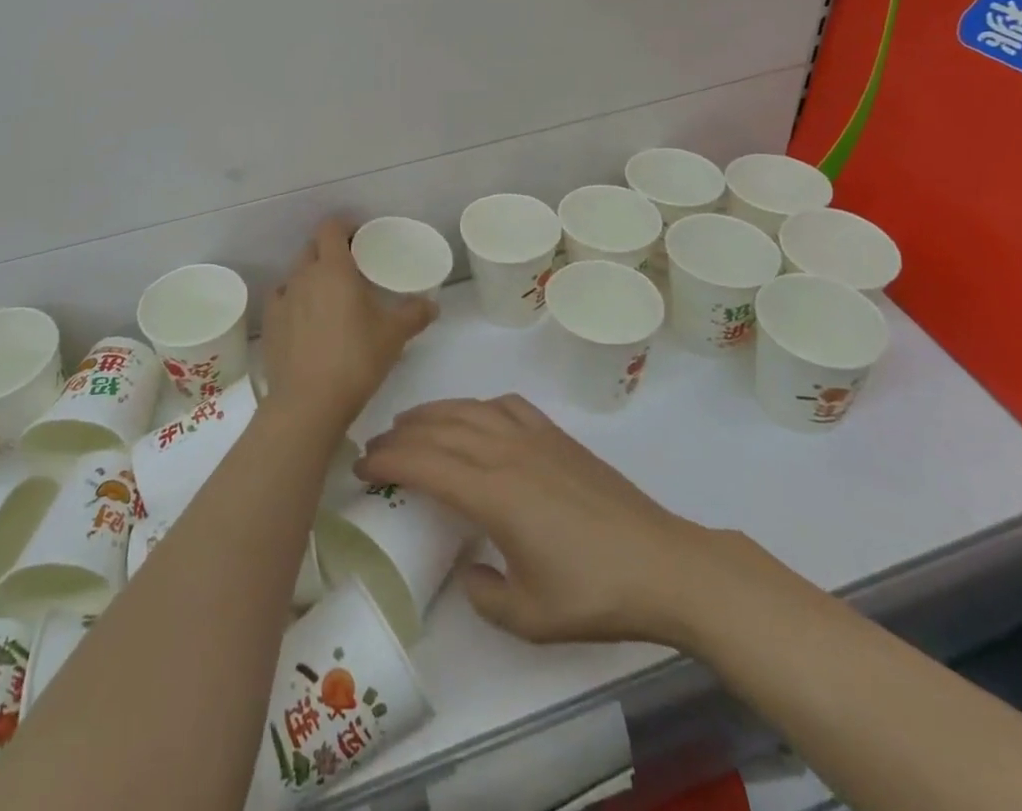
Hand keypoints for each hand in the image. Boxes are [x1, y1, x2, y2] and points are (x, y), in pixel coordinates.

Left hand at [259, 220, 437, 433]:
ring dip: (311, 276)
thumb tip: (432, 305)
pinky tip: (304, 319)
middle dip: (329, 251)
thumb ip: (415, 314)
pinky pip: (281, 299)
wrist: (308, 403)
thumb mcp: (394, 335)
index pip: (331, 228)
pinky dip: (293, 301)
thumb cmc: (356, 359)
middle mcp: (303, 275)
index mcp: (333, 268)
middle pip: (312, 248)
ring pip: (296, 274)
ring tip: (328, 297)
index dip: (344, 227)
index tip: (360, 239)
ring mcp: (282, 299)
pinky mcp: (268, 324)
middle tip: (350, 269)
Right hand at [357, 394, 704, 644]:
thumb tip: (470, 571)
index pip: (424, 463)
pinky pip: (505, 405)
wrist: (660, 562)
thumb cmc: (593, 592)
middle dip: (400, 435)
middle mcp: (505, 451)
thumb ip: (485, 595)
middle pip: (439, 429)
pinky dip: (477, 405)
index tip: (360, 466)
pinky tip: (474, 417)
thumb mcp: (530, 617)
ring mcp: (533, 436)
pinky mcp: (556, 435)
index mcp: (492, 492)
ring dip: (432, 413)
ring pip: (468, 409)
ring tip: (409, 423)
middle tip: (374, 447)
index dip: (386, 461)